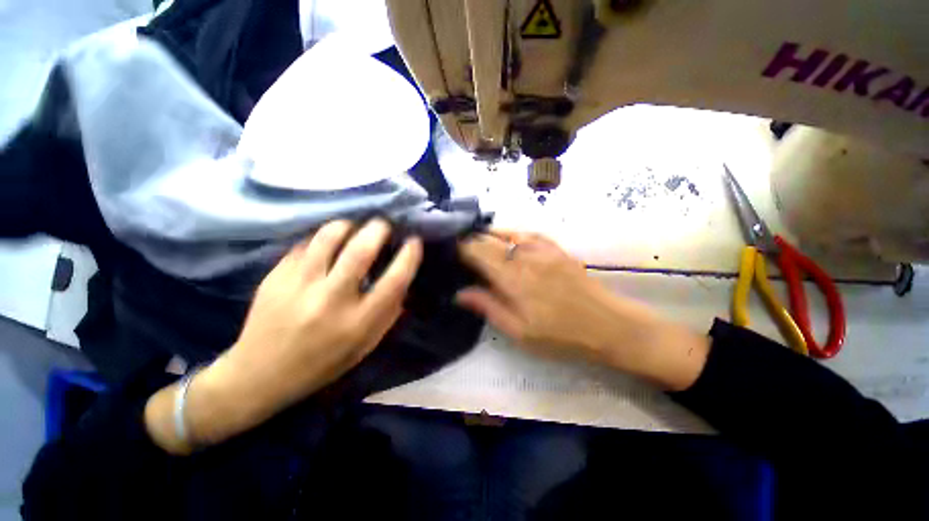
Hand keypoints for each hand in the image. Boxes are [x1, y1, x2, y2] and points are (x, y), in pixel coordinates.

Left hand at [145, 219, 422, 453]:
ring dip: (348, 226)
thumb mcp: (365, 345)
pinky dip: (322, 239)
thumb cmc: (322, 363)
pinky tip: (326, 244)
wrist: (259, 375)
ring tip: (354, 227)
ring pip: (328, 238)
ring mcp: (298, 286)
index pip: (394, 281)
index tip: (414, 241)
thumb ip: (388, 313)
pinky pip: (305, 245)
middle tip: (384, 224)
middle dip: (378, 229)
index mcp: (357, 323)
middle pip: (360, 251)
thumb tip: (402, 279)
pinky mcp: (275, 277)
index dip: (408, 257)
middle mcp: (330, 301)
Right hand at [457, 230, 708, 390]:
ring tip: (478, 239)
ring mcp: (543, 249)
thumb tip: (460, 293)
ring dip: (490, 234)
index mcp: (513, 278)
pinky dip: (513, 233)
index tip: (451, 249)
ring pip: (508, 232)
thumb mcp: (519, 331)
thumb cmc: (560, 335)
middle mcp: (525, 257)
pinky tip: (507, 237)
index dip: (462, 248)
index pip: (479, 252)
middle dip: (473, 240)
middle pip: (491, 240)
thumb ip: (488, 307)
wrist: (608, 325)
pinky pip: (529, 233)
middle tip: (461, 246)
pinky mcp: (556, 249)